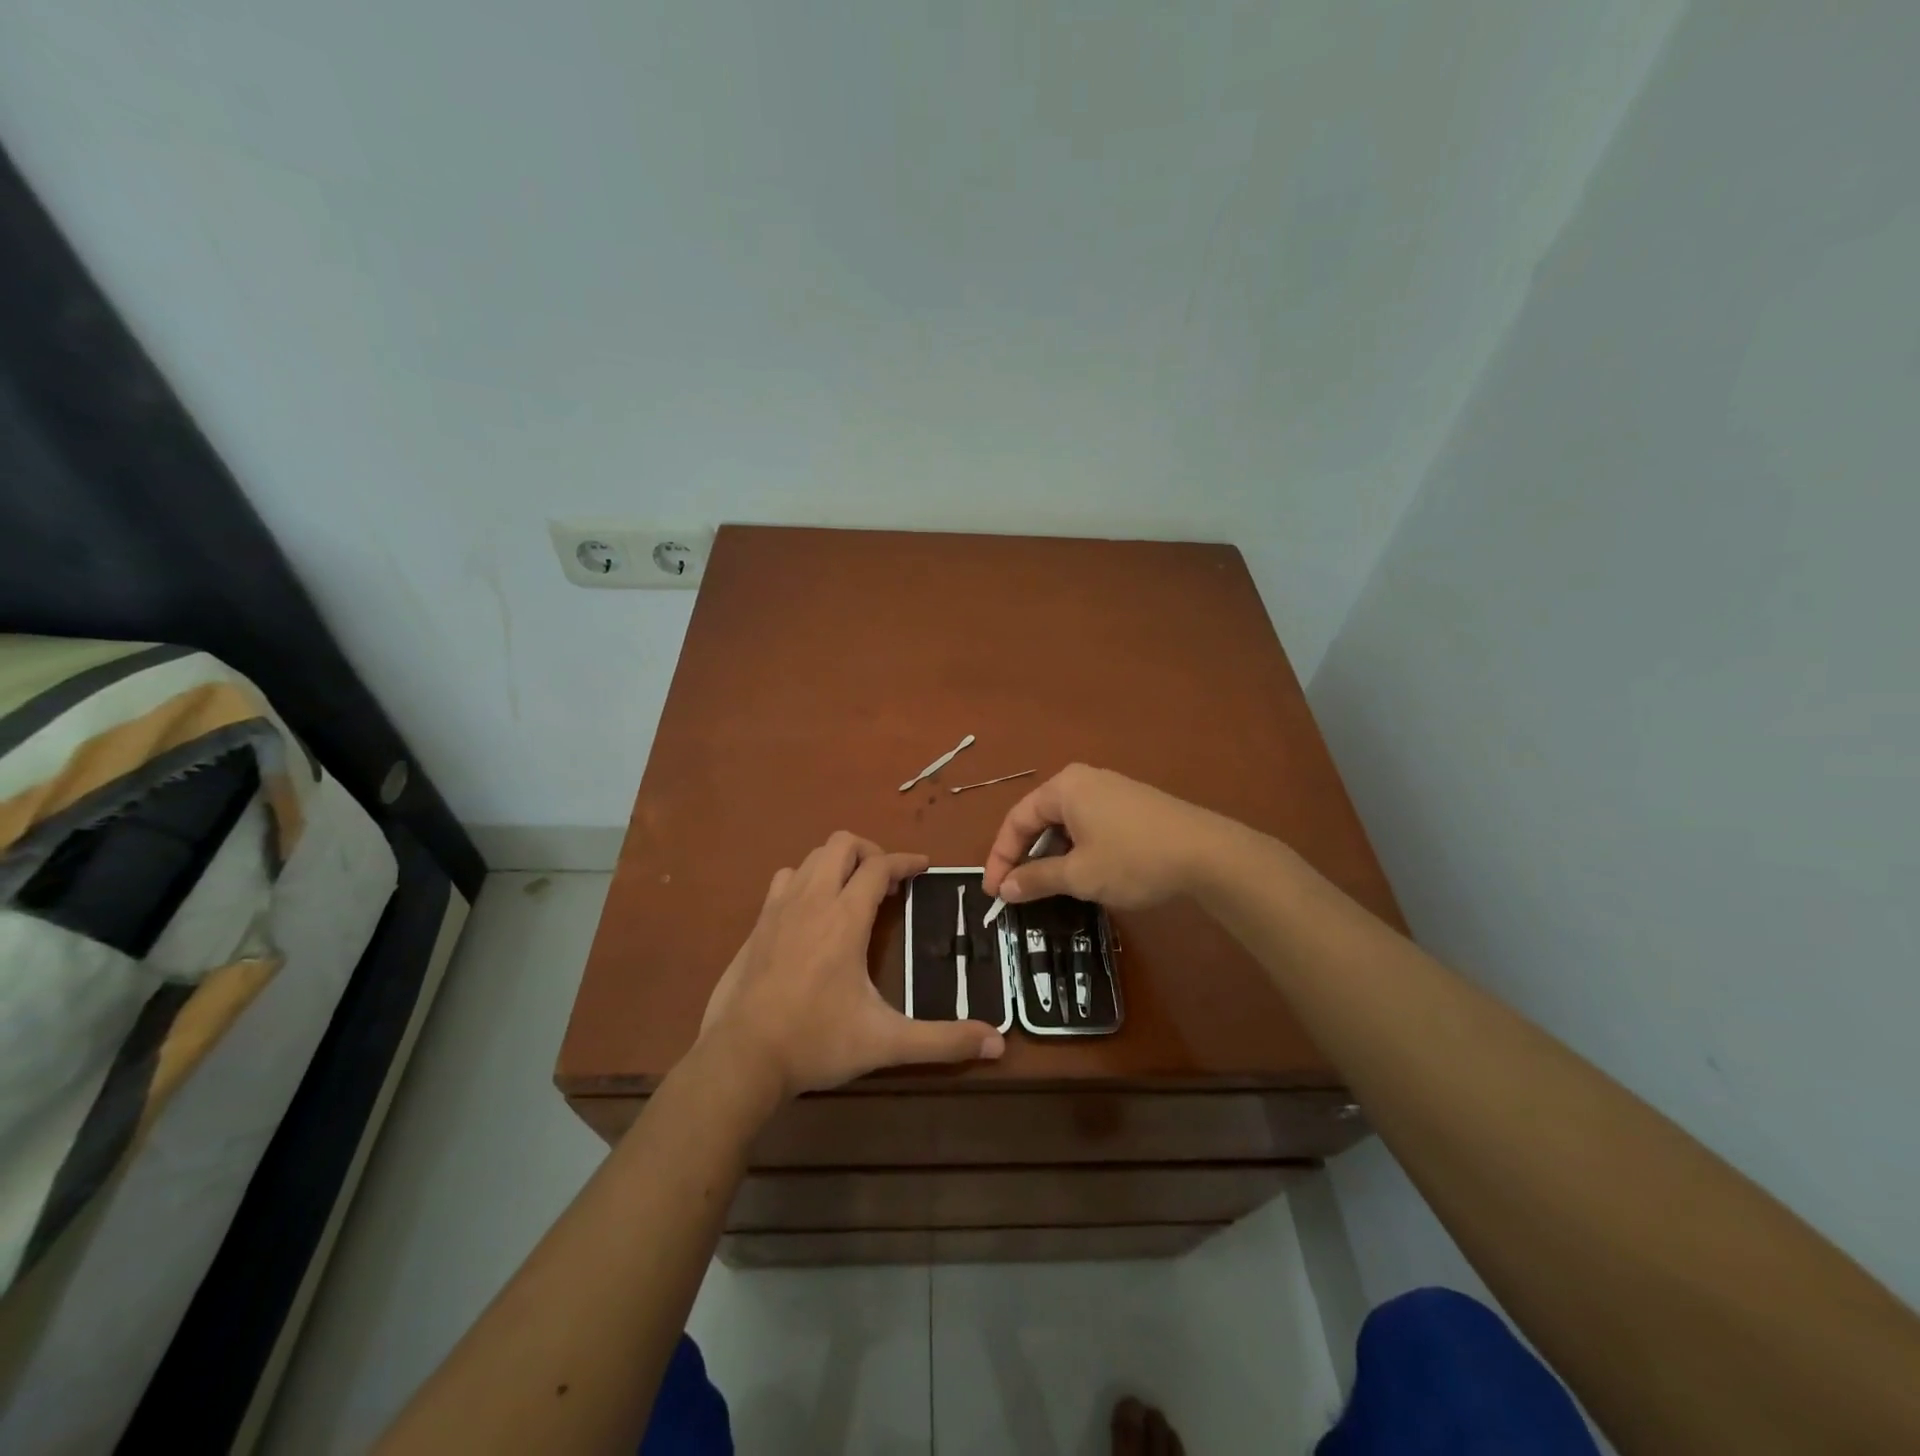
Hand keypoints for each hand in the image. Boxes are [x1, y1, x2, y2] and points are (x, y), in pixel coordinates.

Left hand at [700, 832, 1004, 1099]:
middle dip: (870, 852)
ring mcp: (778, 909)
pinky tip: (813, 913)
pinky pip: (784, 880)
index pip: (880, 865)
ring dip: (836, 864)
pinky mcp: (757, 925)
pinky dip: (806, 881)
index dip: (906, 861)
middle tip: (888, 882)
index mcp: (845, 917)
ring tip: (853, 892)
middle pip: (841, 844)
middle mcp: (812, 900)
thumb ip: (943, 1041)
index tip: (924, 867)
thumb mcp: (887, 1042)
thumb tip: (998, 1044)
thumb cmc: (817, 1041)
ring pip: (810, 858)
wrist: (741, 1058)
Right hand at [982, 764, 1225, 909]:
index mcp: (1064, 788)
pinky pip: (1089, 825)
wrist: (1207, 853)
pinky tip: (1082, 874)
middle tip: (1015, 891)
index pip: (1017, 820)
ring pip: (1065, 824)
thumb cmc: (1133, 859)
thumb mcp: (1079, 874)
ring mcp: (1110, 790)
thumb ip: (1037, 879)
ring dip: (1051, 856)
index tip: (993, 891)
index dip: (1000, 857)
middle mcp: (1083, 781)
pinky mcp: (1131, 805)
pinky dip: (1076, 849)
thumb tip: (1005, 888)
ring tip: (1046, 887)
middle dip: (1025, 856)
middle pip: (1040, 819)